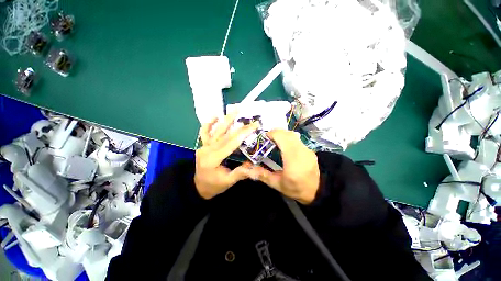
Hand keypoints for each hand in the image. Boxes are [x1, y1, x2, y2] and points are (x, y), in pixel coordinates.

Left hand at [195, 112, 258, 198]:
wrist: (198, 187)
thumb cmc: (214, 185)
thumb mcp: (228, 181)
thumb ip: (240, 173)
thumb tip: (254, 166)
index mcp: (213, 158)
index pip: (231, 143)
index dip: (243, 133)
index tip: (254, 125)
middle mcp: (207, 149)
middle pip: (225, 134)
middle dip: (239, 126)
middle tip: (249, 117)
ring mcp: (203, 146)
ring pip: (215, 130)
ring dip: (225, 119)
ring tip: (234, 109)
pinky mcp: (202, 145)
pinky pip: (204, 132)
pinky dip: (209, 123)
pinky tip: (215, 116)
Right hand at [252, 129, 319, 204]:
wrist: (319, 192)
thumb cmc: (297, 189)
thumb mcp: (278, 184)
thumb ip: (263, 175)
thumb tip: (248, 169)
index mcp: (293, 159)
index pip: (283, 138)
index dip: (272, 134)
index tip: (264, 138)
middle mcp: (301, 150)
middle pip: (287, 133)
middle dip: (276, 133)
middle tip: (267, 140)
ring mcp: (307, 149)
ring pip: (293, 135)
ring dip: (282, 135)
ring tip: (275, 142)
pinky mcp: (309, 150)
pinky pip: (297, 139)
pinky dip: (288, 139)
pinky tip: (284, 147)